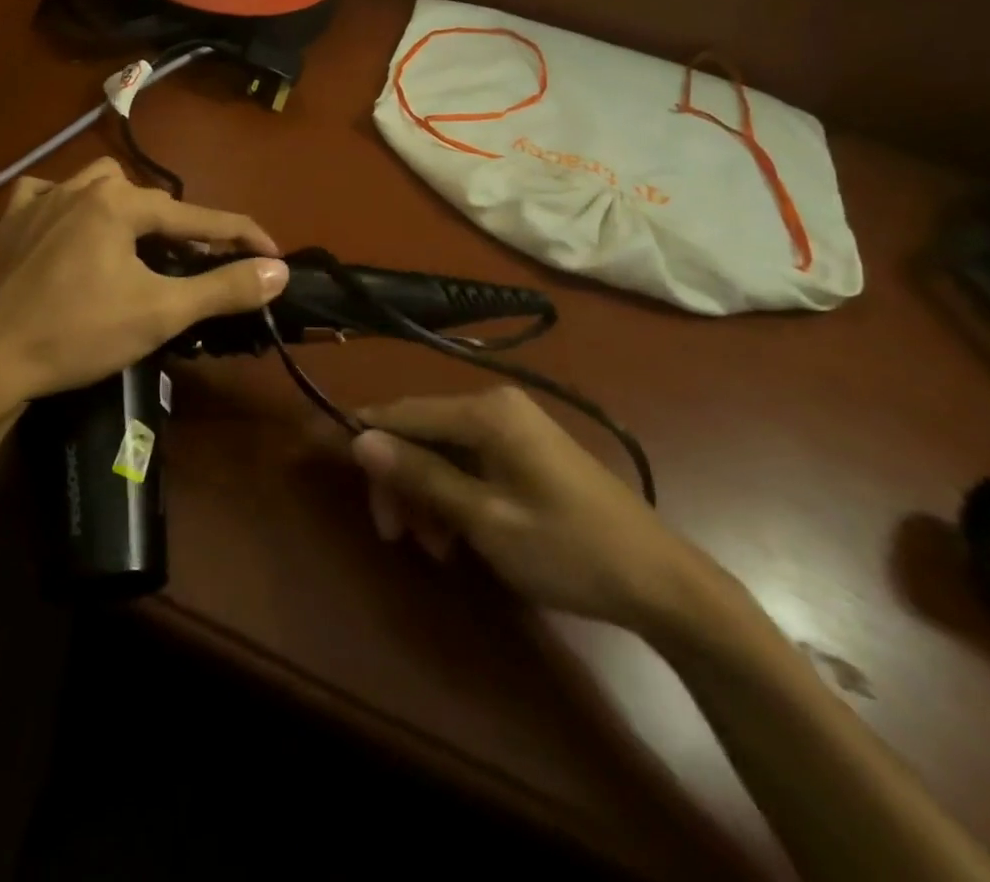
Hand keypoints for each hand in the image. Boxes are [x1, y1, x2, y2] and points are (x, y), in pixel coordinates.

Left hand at [0, 158, 287, 418]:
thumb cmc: (81, 334)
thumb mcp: (161, 312)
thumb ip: (223, 288)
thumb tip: (277, 270)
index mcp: (120, 203)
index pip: (197, 216)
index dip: (241, 236)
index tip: (272, 253)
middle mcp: (82, 187)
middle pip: (151, 201)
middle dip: (182, 230)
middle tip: (199, 266)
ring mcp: (41, 199)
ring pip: (101, 186)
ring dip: (128, 208)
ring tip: (137, 243)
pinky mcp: (12, 219)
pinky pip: (48, 193)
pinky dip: (68, 204)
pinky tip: (71, 226)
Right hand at [351, 388, 719, 638]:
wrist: (661, 583)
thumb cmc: (568, 549)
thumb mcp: (485, 519)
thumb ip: (420, 475)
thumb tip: (359, 439)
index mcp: (485, 411)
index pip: (403, 412)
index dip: (363, 435)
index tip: (328, 460)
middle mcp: (494, 406)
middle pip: (421, 433)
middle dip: (401, 481)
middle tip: (394, 535)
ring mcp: (512, 427)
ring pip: (442, 452)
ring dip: (426, 495)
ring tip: (435, 549)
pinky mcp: (524, 451)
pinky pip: (469, 463)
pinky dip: (453, 496)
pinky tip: (457, 538)